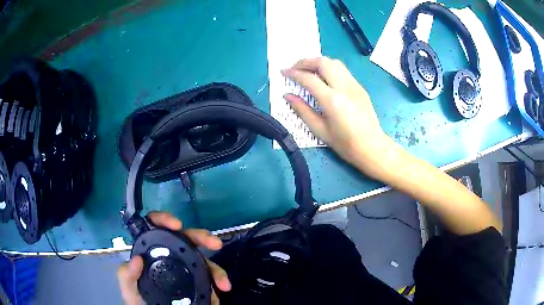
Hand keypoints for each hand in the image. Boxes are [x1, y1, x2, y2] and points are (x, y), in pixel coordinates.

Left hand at [117, 211, 230, 304]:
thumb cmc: (139, 300)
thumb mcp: (129, 288)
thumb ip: (127, 275)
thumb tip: (137, 259)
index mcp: (150, 251)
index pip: (155, 227)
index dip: (164, 219)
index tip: (177, 225)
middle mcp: (169, 255)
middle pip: (185, 238)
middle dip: (202, 237)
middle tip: (215, 244)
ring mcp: (184, 268)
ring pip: (202, 258)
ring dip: (216, 268)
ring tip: (223, 284)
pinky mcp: (195, 281)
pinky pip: (209, 276)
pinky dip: (217, 281)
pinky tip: (220, 290)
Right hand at [281, 57, 394, 177]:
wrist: (372, 147)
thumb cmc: (345, 143)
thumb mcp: (320, 130)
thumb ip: (302, 110)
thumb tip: (287, 96)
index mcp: (332, 100)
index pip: (309, 78)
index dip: (293, 73)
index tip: (283, 72)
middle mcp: (344, 87)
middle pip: (323, 62)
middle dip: (305, 62)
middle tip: (295, 68)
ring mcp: (354, 85)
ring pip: (334, 63)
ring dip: (318, 62)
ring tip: (308, 71)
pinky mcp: (360, 87)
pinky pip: (342, 70)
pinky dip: (329, 68)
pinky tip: (324, 78)